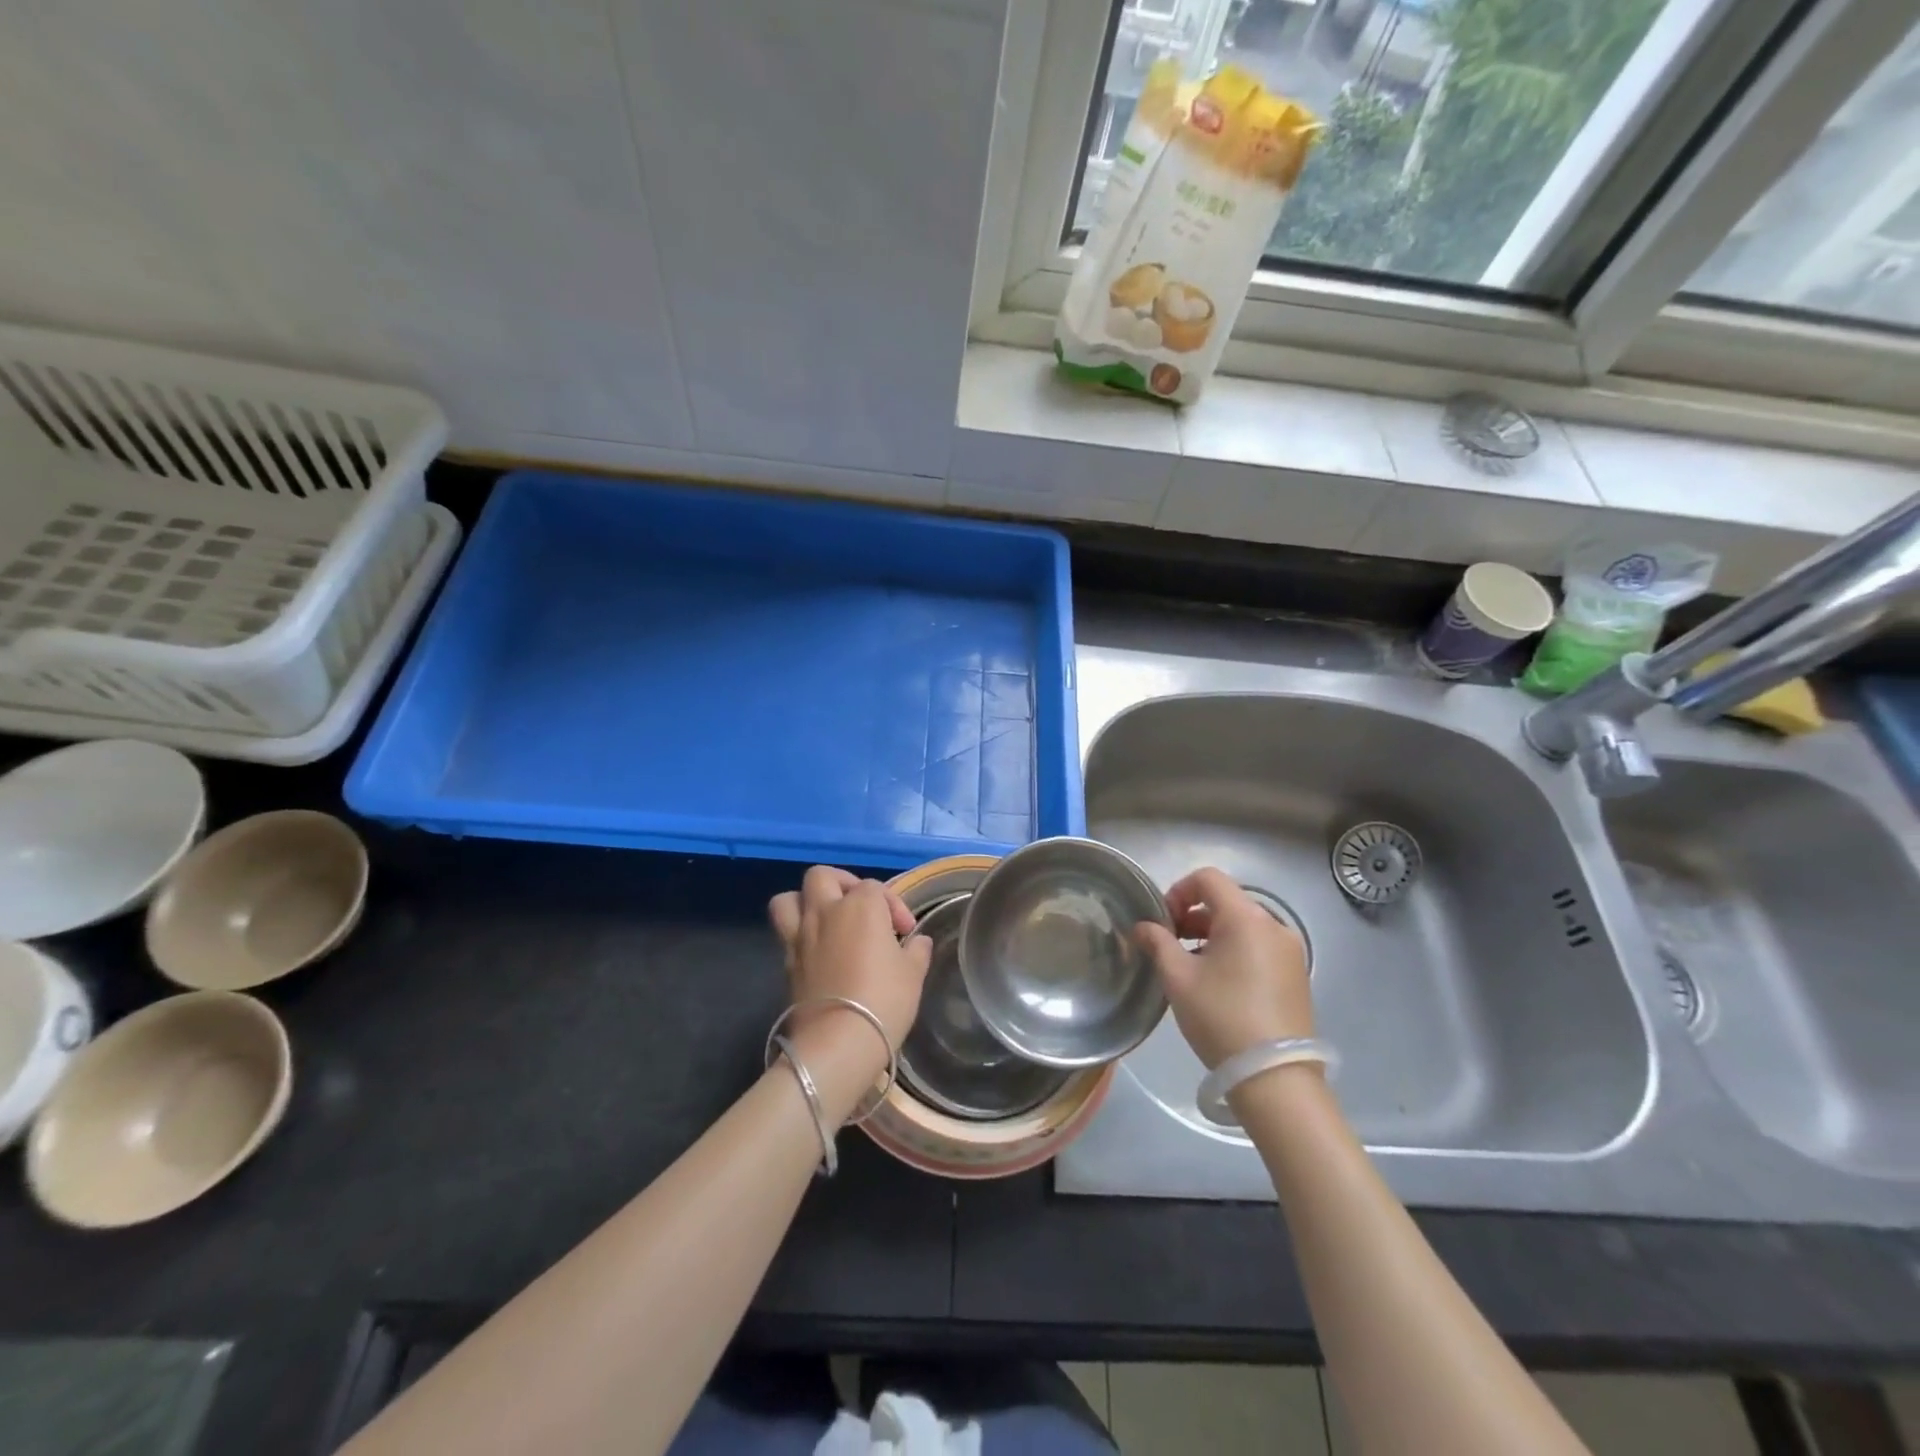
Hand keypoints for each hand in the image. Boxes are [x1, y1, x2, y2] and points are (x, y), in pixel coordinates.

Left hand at [768, 867, 932, 1064]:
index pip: (876, 888)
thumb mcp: (913, 974)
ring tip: (825, 919)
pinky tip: (818, 951)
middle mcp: (826, 912)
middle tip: (859, 908)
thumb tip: (918, 941)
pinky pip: (785, 932)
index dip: (894, 906)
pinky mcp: (785, 962)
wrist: (839, 1042)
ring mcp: (800, 936)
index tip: (906, 933)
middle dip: (842, 885)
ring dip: (805, 902)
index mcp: (861, 906)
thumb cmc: (884, 1001)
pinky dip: (799, 934)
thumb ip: (917, 950)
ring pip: (789, 899)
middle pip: (823, 877)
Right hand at [1135, 867, 1312, 1068]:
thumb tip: (1142, 926)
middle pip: (1226, 901)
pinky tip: (1220, 984)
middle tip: (1170, 945)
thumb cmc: (1221, 1017)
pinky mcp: (1297, 975)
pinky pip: (1260, 947)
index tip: (1163, 922)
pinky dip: (1235, 951)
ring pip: (1243, 925)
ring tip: (1192, 967)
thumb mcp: (1178, 978)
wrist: (1275, 1077)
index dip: (1178, 891)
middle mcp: (1274, 925)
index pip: (1208, 878)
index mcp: (1246, 917)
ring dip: (1213, 934)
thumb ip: (1157, 942)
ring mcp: (1290, 951)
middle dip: (1193, 916)